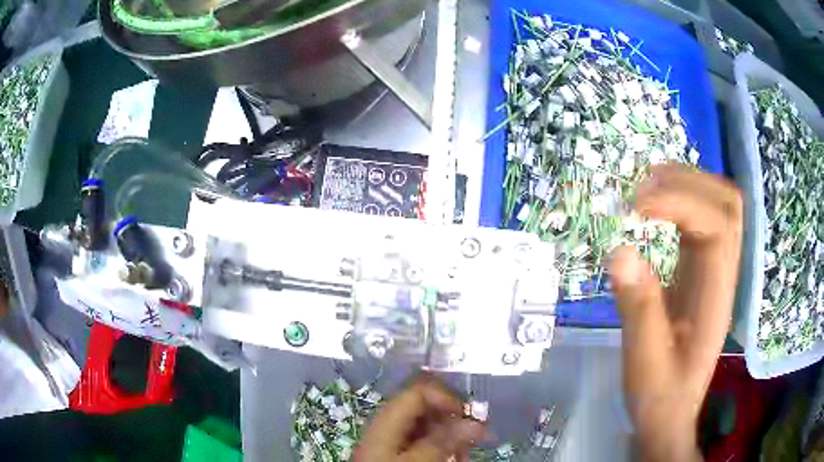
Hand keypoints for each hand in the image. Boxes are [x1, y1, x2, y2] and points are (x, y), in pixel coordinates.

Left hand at [354, 375, 485, 461]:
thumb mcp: (417, 461)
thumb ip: (443, 442)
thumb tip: (475, 423)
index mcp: (389, 419)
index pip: (419, 392)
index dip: (446, 398)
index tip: (468, 415)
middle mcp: (389, 423)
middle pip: (425, 408)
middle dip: (453, 419)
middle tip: (476, 435)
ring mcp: (391, 439)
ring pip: (426, 426)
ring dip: (450, 436)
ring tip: (466, 452)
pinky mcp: (395, 453)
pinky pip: (421, 441)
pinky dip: (439, 447)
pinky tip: (453, 457)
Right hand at [609, 164, 741, 461]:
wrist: (670, 415)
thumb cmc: (660, 396)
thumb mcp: (645, 363)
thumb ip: (639, 309)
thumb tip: (619, 250)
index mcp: (716, 295)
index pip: (715, 225)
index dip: (678, 203)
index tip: (635, 209)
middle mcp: (723, 274)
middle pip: (728, 204)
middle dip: (689, 182)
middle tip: (643, 187)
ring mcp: (715, 270)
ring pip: (719, 205)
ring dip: (686, 184)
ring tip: (646, 187)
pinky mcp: (701, 272)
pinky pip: (703, 219)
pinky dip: (680, 201)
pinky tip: (654, 207)